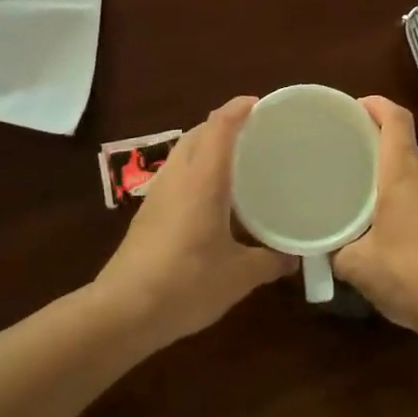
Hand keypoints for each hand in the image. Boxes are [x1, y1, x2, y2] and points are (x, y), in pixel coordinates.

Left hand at [93, 97, 295, 348]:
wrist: (122, 312)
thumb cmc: (186, 283)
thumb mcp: (239, 276)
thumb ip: (271, 261)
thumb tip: (295, 257)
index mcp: (203, 179)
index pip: (220, 126)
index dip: (239, 108)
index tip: (263, 104)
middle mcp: (178, 176)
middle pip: (199, 132)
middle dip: (225, 124)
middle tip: (257, 133)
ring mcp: (158, 193)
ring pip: (184, 151)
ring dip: (207, 145)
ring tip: (238, 161)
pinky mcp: (148, 212)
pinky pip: (176, 173)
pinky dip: (196, 168)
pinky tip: (212, 195)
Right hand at [334, 97, 417, 339]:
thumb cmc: (409, 273)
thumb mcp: (359, 265)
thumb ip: (338, 250)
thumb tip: (329, 248)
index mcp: (404, 173)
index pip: (396, 119)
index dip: (377, 105)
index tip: (355, 107)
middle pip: (406, 143)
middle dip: (378, 141)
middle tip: (348, 151)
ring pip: (417, 170)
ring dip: (393, 172)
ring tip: (364, 187)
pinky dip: (406, 196)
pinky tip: (388, 221)